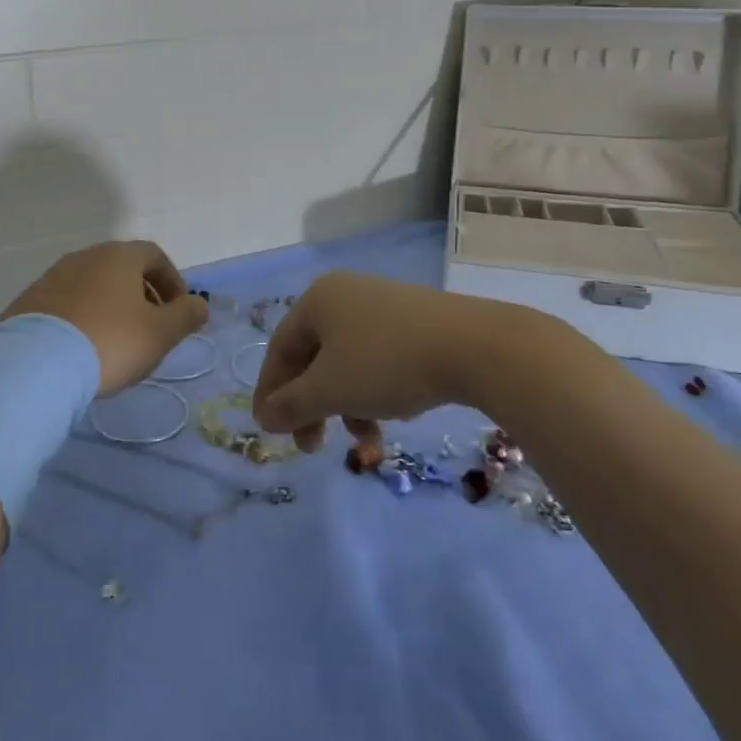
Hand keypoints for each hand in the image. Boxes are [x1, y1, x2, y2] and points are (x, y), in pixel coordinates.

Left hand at [2, 241, 208, 395]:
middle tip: (149, 329)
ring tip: (115, 343)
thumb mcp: (160, 333)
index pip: (154, 256)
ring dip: (110, 307)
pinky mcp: (28, 303)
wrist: (36, 365)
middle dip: (141, 295)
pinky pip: (65, 305)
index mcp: (118, 256)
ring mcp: (51, 277)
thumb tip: (198, 304)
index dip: (172, 281)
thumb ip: (186, 315)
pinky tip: (82, 349)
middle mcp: (84, 257)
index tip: (179, 311)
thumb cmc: (110, 342)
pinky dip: (81, 318)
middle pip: (121, 269)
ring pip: (92, 286)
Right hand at [251, 271, 563, 450]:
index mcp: (317, 300)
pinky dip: (373, 390)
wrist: (476, 347)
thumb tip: (264, 417)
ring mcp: (382, 304)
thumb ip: (291, 405)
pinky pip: (377, 357)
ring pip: (347, 362)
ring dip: (345, 404)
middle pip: (313, 357)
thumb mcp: (331, 390)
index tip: (270, 433)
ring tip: (366, 438)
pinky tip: (391, 414)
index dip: (271, 393)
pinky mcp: (415, 320)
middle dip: (311, 406)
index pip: (279, 350)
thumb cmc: (388, 364)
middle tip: (313, 446)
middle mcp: (345, 294)